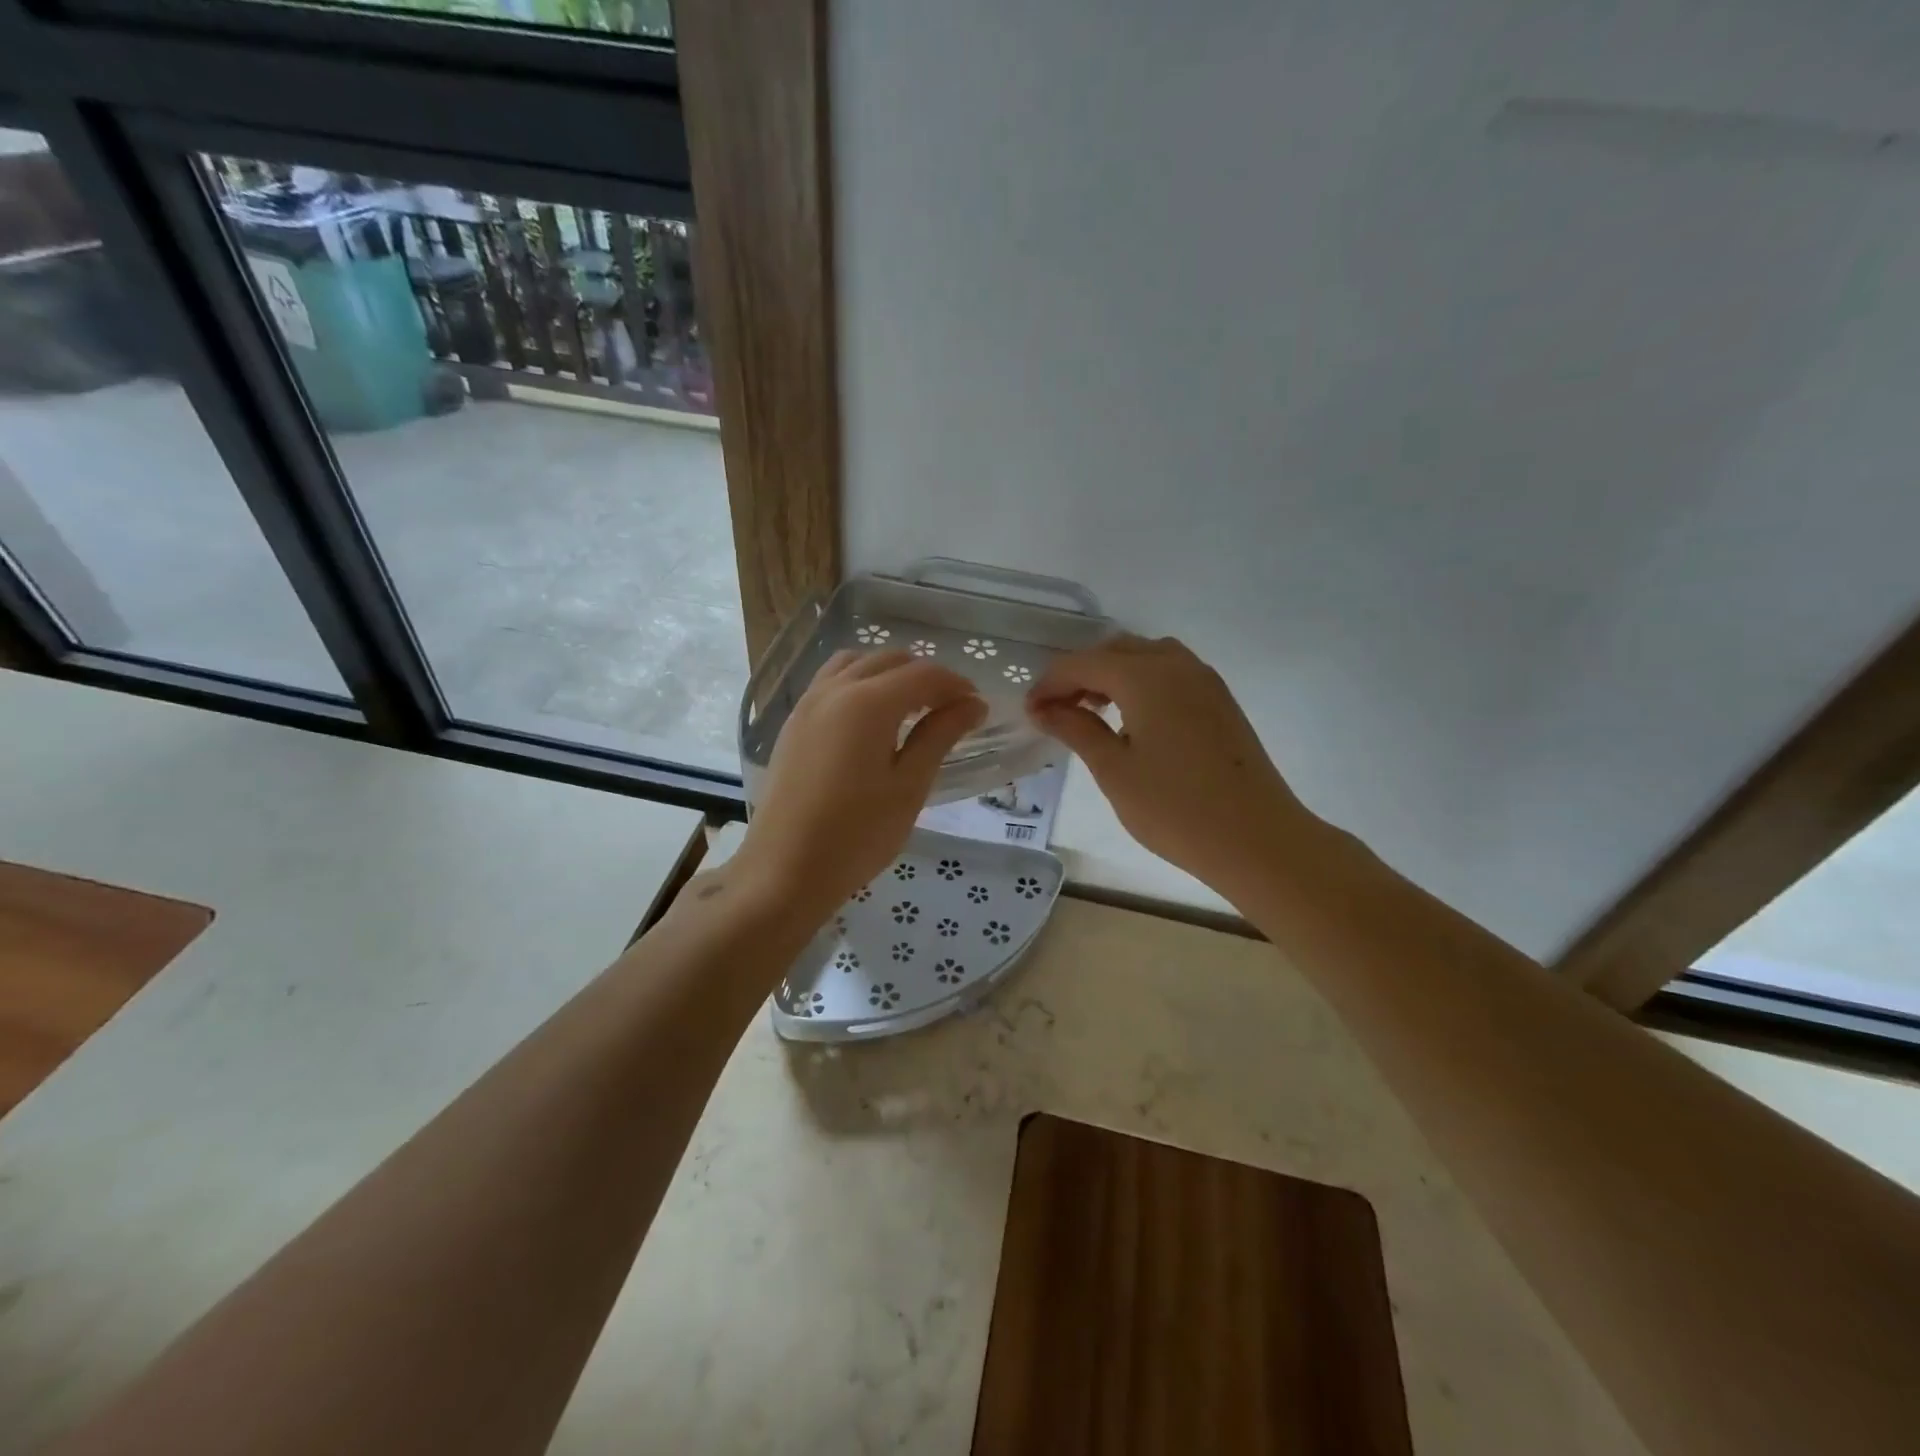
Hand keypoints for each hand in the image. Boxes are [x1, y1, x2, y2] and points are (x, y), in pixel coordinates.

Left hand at [736, 649, 985, 927]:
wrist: (784, 870)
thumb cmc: (857, 834)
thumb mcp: (909, 786)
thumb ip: (940, 735)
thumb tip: (972, 704)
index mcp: (869, 702)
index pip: (924, 674)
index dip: (956, 685)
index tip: (977, 708)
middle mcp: (836, 689)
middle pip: (890, 660)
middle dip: (926, 677)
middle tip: (950, 711)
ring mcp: (808, 702)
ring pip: (857, 663)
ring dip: (890, 674)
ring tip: (910, 709)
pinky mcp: (794, 721)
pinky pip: (832, 681)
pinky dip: (860, 682)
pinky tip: (871, 719)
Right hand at [1027, 635, 1321, 903]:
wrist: (1257, 839)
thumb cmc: (1175, 808)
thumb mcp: (1114, 770)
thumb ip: (1076, 730)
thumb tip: (1044, 709)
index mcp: (1145, 676)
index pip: (1083, 663)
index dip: (1051, 683)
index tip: (1030, 711)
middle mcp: (1176, 664)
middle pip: (1116, 650)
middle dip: (1080, 674)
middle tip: (1057, 711)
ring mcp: (1204, 680)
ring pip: (1146, 657)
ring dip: (1112, 674)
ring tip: (1092, 712)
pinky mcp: (1220, 700)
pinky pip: (1170, 673)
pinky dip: (1141, 683)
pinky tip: (1131, 719)